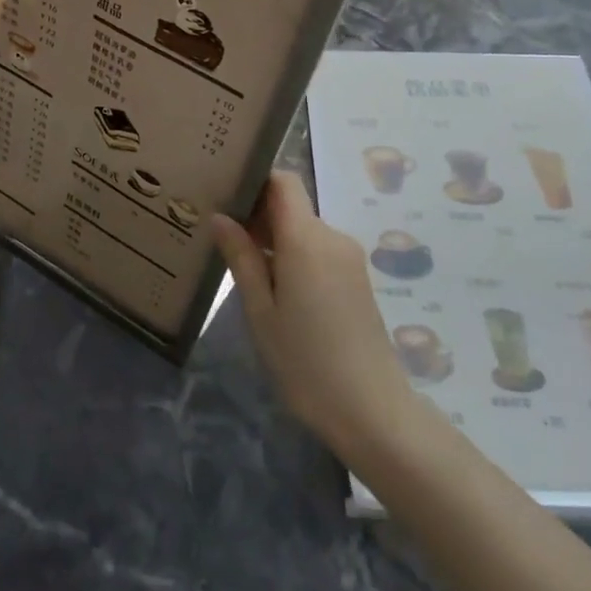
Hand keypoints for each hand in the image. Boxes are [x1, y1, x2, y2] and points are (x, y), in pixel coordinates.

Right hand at [212, 172, 419, 463]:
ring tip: (239, 263)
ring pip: (304, 230)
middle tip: (219, 235)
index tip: (223, 195)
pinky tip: (273, 286)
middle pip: (292, 205)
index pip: (283, 181)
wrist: (371, 410)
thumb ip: (241, 258)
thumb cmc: (305, 361)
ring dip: (274, 238)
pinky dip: (293, 256)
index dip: (254, 180)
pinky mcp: (356, 279)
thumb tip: (220, 217)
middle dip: (257, 214)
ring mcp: (349, 258)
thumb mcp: (261, 311)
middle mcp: (332, 237)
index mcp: (307, 238)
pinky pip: (318, 251)